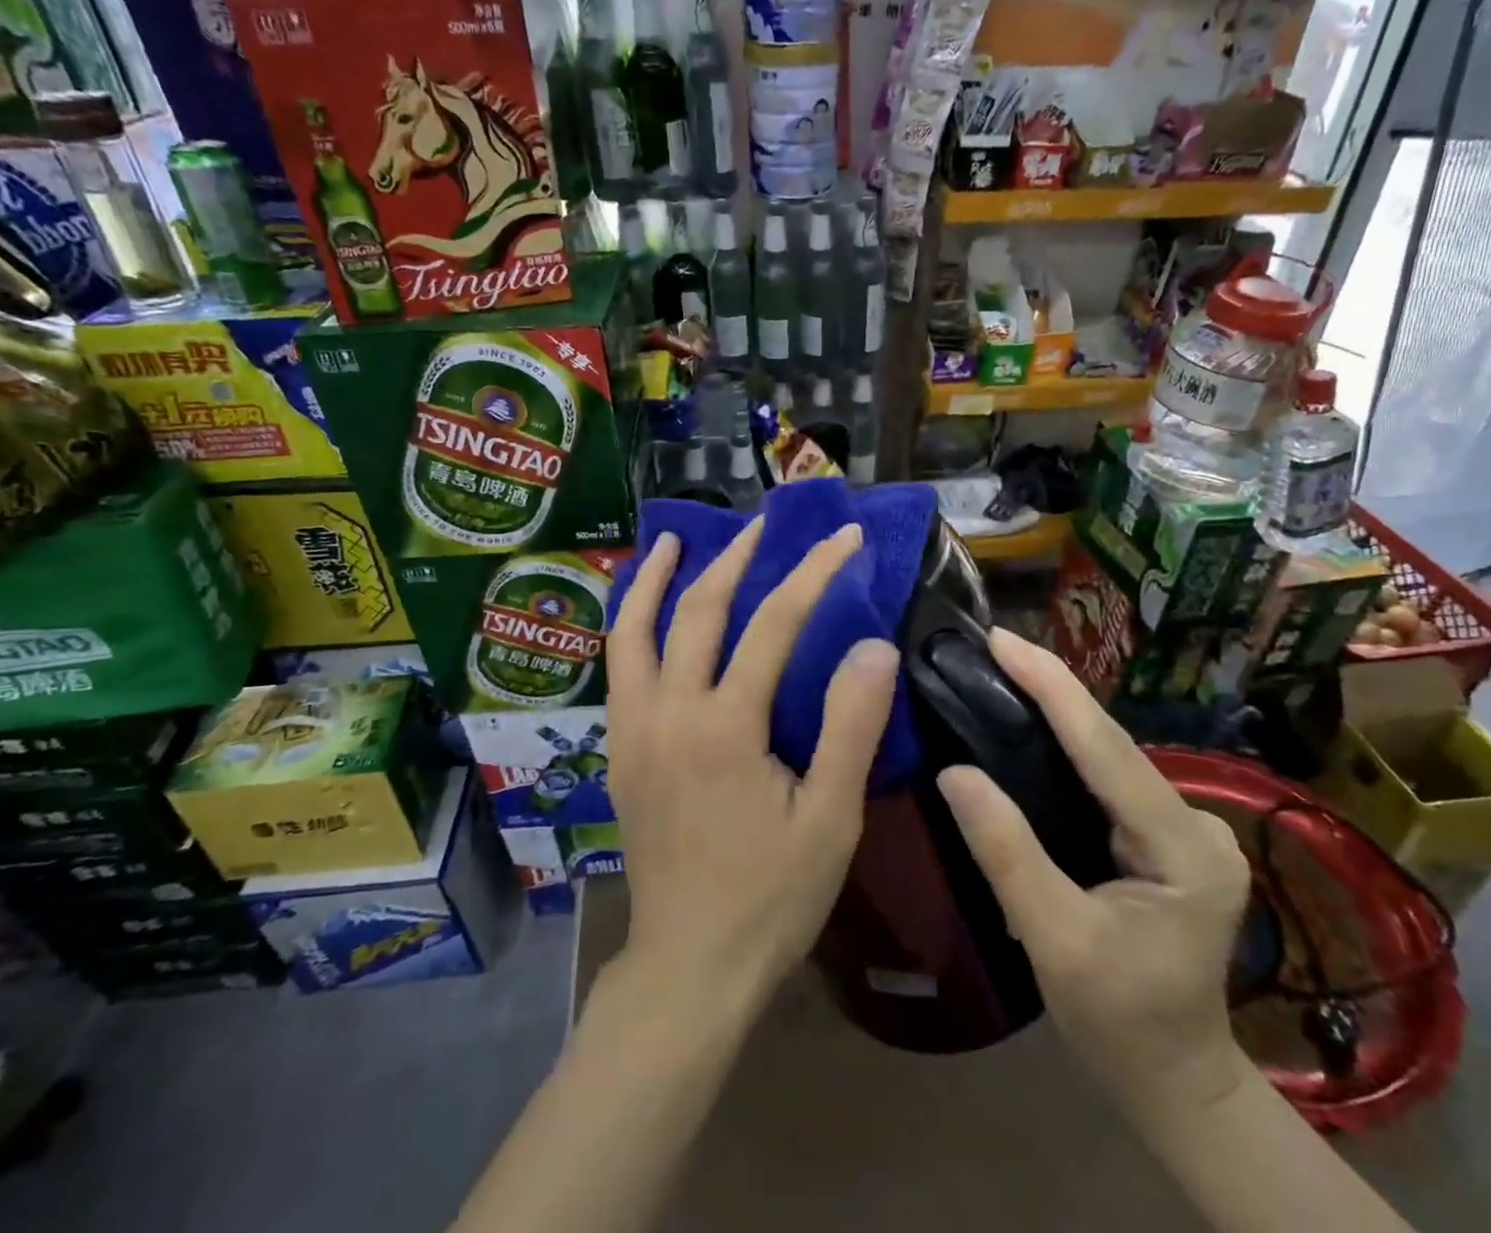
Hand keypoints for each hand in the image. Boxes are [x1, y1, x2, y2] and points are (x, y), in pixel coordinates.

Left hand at [606, 517, 899, 1021]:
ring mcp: (633, 729)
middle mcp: (668, 712)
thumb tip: (873, 646)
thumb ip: (850, 727)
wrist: (689, 965)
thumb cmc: (770, 897)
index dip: (812, 571)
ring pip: (633, 631)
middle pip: (697, 610)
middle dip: (734, 558)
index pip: (772, 623)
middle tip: (761, 525)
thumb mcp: (830, 818)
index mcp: (724, 726)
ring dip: (653, 579)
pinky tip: (644, 614)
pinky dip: (630, 624)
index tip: (841, 536)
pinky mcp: (619, 750)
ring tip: (670, 540)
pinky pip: (617, 667)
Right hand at [936, 629, 1251, 1116]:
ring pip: (1108, 756)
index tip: (1002, 638)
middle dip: (1050, 689)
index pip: (1108, 749)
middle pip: (1111, 744)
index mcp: (1184, 849)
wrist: (1175, 1078)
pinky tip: (1029, 726)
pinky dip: (1066, 747)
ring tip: (999, 671)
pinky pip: (1107, 777)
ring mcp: (1186, 826)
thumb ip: (1007, 854)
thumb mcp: (1055, 941)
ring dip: (1056, 713)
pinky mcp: (1165, 833)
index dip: (1053, 686)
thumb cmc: (1119, 1022)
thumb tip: (954, 771)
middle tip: (989, 646)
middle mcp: (1196, 823)